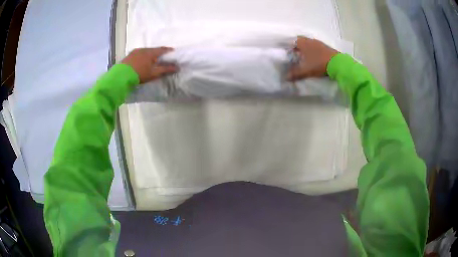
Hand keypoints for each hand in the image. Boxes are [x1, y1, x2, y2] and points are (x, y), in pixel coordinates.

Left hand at [121, 47, 176, 83]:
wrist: (121, 77)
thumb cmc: (139, 74)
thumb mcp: (154, 73)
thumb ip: (166, 69)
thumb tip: (177, 67)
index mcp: (151, 52)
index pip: (163, 49)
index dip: (169, 51)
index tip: (173, 53)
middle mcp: (144, 49)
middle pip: (154, 49)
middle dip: (159, 53)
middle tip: (162, 58)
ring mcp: (135, 51)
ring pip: (146, 51)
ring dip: (150, 54)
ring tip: (152, 60)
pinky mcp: (129, 55)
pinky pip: (139, 53)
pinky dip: (143, 56)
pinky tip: (142, 61)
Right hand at [287, 36, 339, 80]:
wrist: (338, 64)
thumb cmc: (319, 64)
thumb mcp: (306, 70)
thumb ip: (295, 73)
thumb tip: (286, 78)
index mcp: (303, 43)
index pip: (293, 40)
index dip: (289, 45)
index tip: (287, 51)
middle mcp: (311, 41)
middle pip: (301, 41)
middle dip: (297, 47)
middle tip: (294, 54)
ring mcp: (319, 43)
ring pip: (309, 43)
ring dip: (306, 48)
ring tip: (304, 57)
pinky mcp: (326, 47)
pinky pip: (316, 47)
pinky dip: (313, 51)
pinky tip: (314, 58)